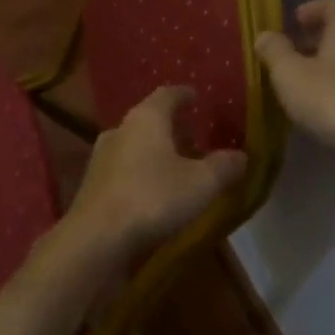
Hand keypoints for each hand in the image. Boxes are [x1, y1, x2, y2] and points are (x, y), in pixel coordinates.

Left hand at [63, 86, 247, 253]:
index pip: (167, 94)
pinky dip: (142, 174)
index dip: (185, 95)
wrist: (96, 240)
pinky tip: (156, 193)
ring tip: (180, 168)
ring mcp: (101, 158)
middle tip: (196, 138)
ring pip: (136, 146)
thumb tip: (241, 156)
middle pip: (150, 120)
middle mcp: (120, 130)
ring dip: (157, 153)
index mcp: (146, 118)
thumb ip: (224, 166)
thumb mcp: (202, 183)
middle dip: (173, 128)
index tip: (197, 98)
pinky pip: (124, 170)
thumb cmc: (153, 199)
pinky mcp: (93, 187)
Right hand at [255, 0, 334, 165]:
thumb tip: (265, 35)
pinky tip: (327, 101)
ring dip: (330, 62)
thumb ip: (274, 50)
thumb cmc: (332, 98)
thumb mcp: (289, 74)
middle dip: (316, 37)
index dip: (308, 10)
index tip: (290, 24)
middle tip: (292, 53)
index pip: (330, 2)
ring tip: (305, 80)